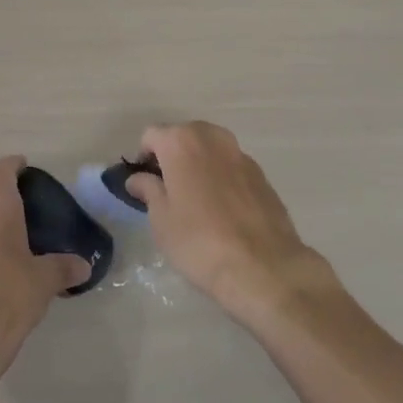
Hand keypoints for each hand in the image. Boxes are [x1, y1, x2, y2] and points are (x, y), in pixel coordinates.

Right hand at [125, 122, 335, 322]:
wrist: (263, 267)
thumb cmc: (199, 241)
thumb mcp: (161, 219)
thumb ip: (148, 190)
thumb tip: (138, 178)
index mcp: (181, 142)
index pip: (151, 135)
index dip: (143, 158)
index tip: (144, 184)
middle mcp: (211, 137)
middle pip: (183, 136)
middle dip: (172, 156)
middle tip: (168, 191)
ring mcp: (240, 154)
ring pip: (209, 149)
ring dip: (198, 164)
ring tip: (196, 200)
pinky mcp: (262, 174)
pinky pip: (231, 166)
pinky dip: (221, 177)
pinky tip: (223, 210)